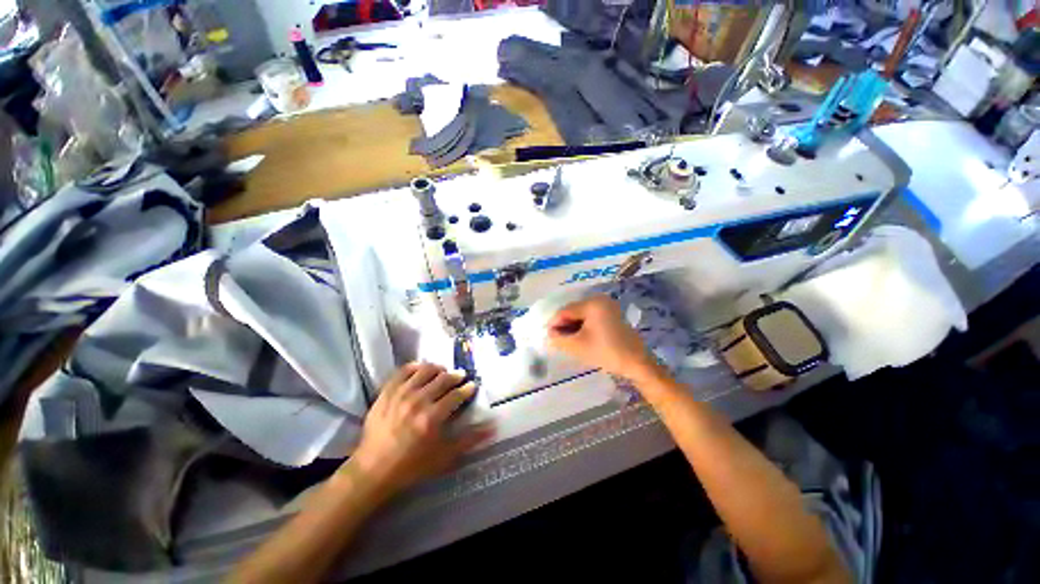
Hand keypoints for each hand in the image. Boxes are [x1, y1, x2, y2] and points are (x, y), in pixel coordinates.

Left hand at [349, 363, 492, 495]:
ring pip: (425, 370)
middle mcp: (418, 400)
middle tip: (460, 377)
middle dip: (455, 376)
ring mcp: (400, 394)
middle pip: (443, 379)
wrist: (373, 469)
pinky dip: (415, 366)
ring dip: (438, 369)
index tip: (471, 386)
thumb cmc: (411, 465)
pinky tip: (421, 369)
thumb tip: (493, 426)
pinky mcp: (386, 392)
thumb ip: (469, 440)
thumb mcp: (444, 456)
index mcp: (432, 417)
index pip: (456, 395)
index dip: (467, 388)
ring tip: (442, 372)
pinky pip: (403, 370)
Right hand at [547, 295, 662, 382]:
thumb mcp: (578, 346)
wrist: (636, 363)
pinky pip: (591, 318)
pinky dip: (583, 327)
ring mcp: (607, 307)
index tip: (547, 336)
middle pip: (573, 311)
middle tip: (557, 341)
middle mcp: (600, 300)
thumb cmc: (606, 352)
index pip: (565, 311)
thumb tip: (549, 334)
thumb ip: (559, 339)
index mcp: (592, 303)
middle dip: (564, 325)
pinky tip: (580, 339)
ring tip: (568, 342)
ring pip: (581, 315)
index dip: (554, 323)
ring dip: (573, 327)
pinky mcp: (612, 315)